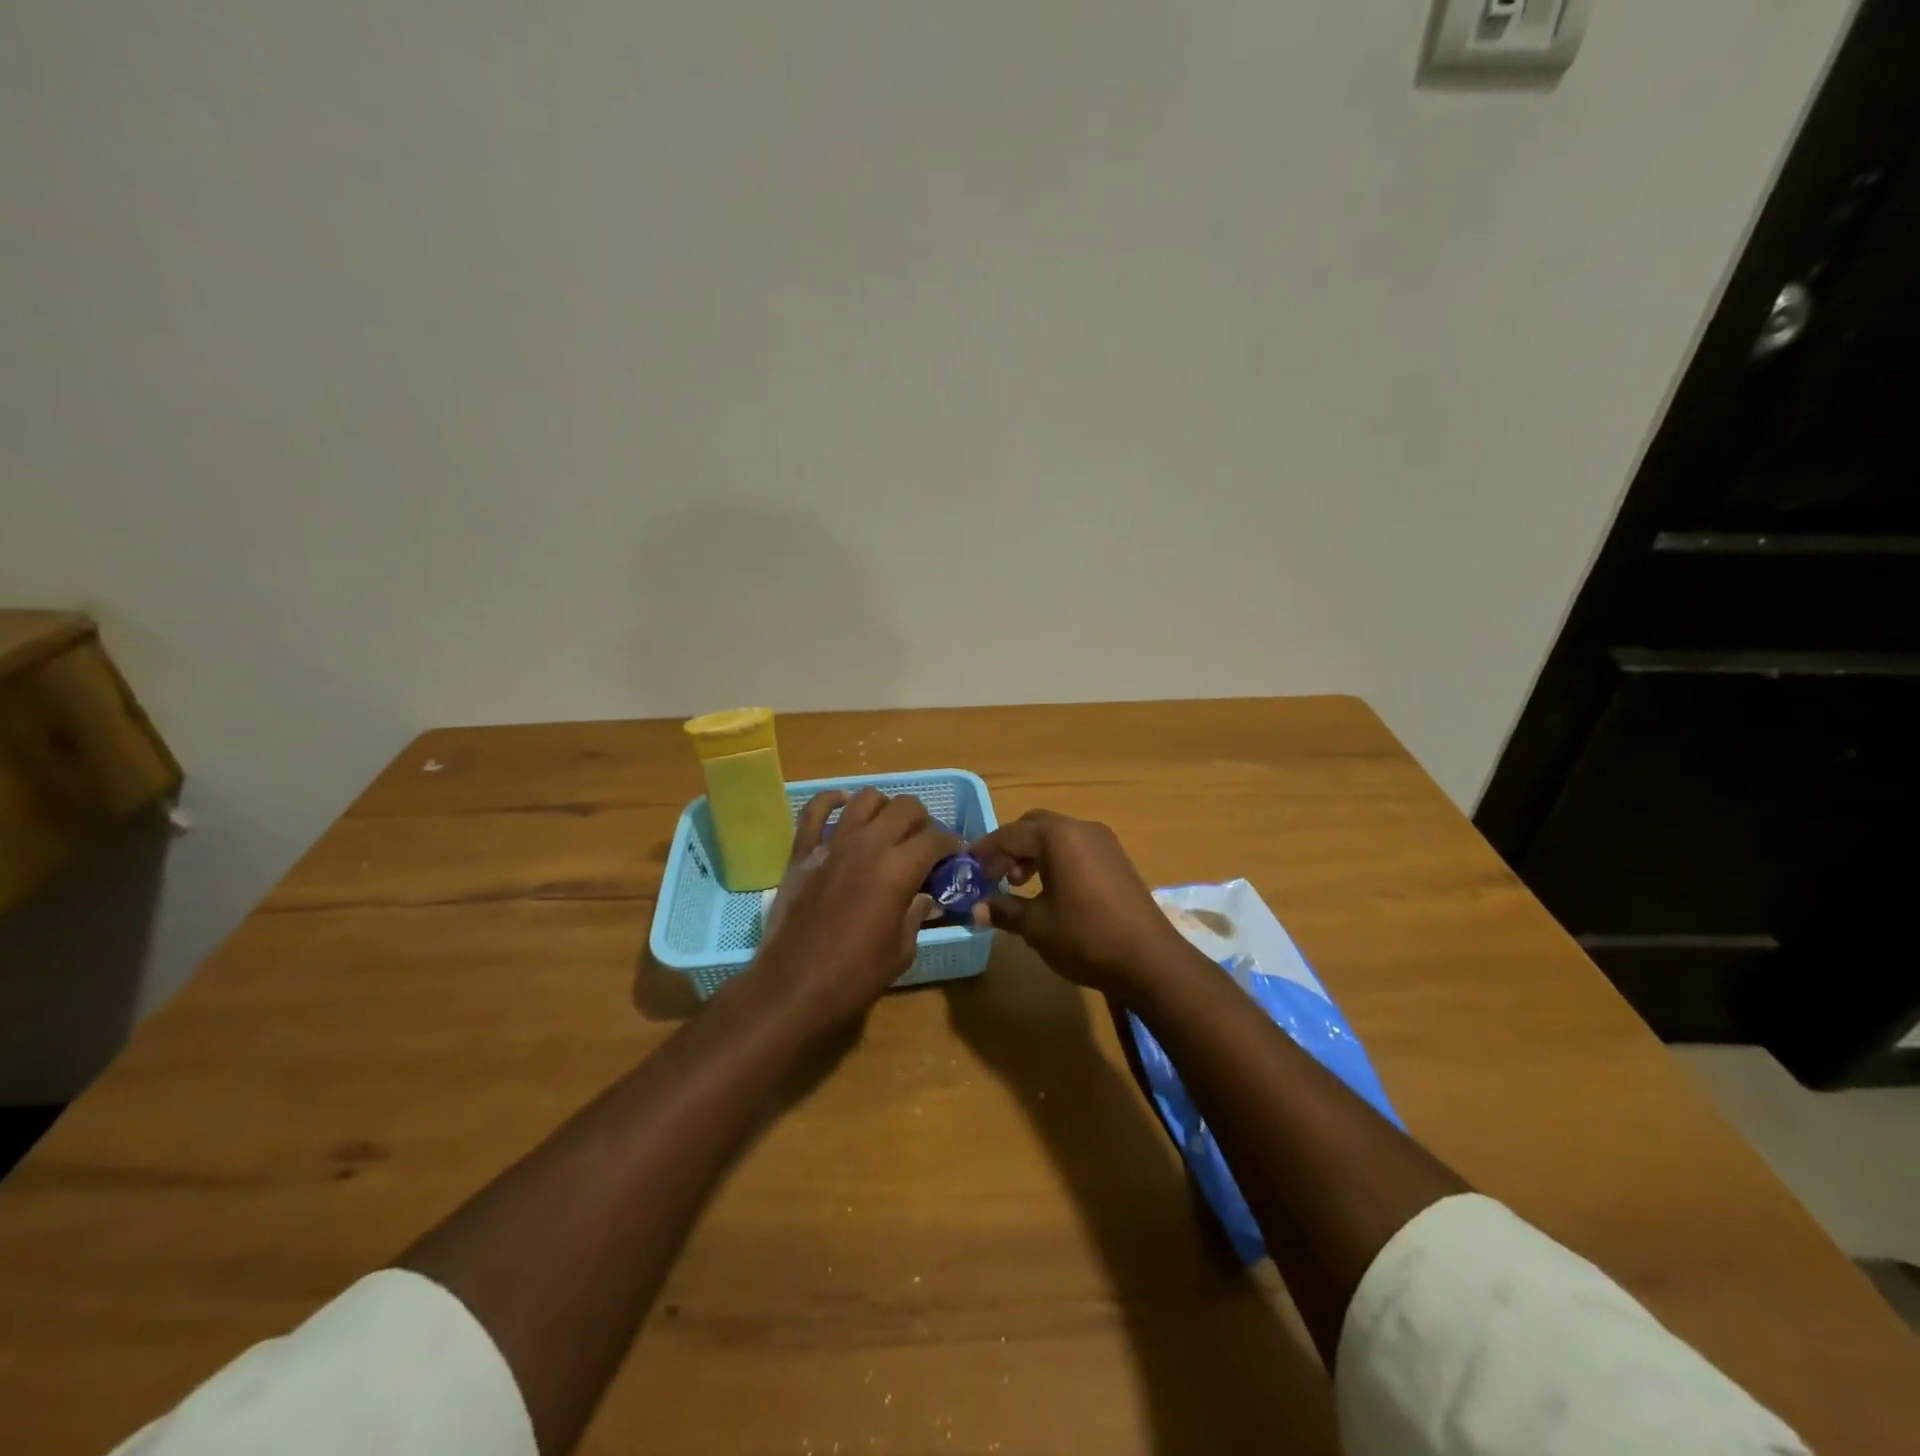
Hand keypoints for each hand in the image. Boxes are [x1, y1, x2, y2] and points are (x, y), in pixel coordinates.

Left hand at [744, 788, 955, 1034]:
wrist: (792, 988)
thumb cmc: (854, 976)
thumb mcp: (902, 950)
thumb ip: (916, 914)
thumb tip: (925, 897)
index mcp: (899, 869)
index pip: (936, 839)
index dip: (952, 845)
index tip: (955, 856)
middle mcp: (868, 844)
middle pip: (905, 807)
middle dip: (923, 821)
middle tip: (923, 844)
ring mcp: (832, 843)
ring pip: (865, 799)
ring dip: (884, 808)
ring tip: (887, 827)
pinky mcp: (802, 852)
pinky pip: (814, 810)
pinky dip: (830, 800)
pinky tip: (842, 804)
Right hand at [967, 810, 1190, 995]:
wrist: (1149, 960)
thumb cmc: (1086, 937)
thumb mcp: (1037, 926)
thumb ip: (1004, 910)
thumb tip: (977, 909)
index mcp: (1058, 836)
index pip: (1009, 834)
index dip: (984, 851)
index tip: (966, 869)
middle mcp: (1081, 828)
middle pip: (1033, 826)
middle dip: (1009, 847)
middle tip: (992, 876)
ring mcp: (1103, 842)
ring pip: (1056, 835)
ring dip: (1032, 853)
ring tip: (1018, 885)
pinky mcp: (1117, 858)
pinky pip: (1075, 847)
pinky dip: (1055, 859)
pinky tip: (1050, 889)